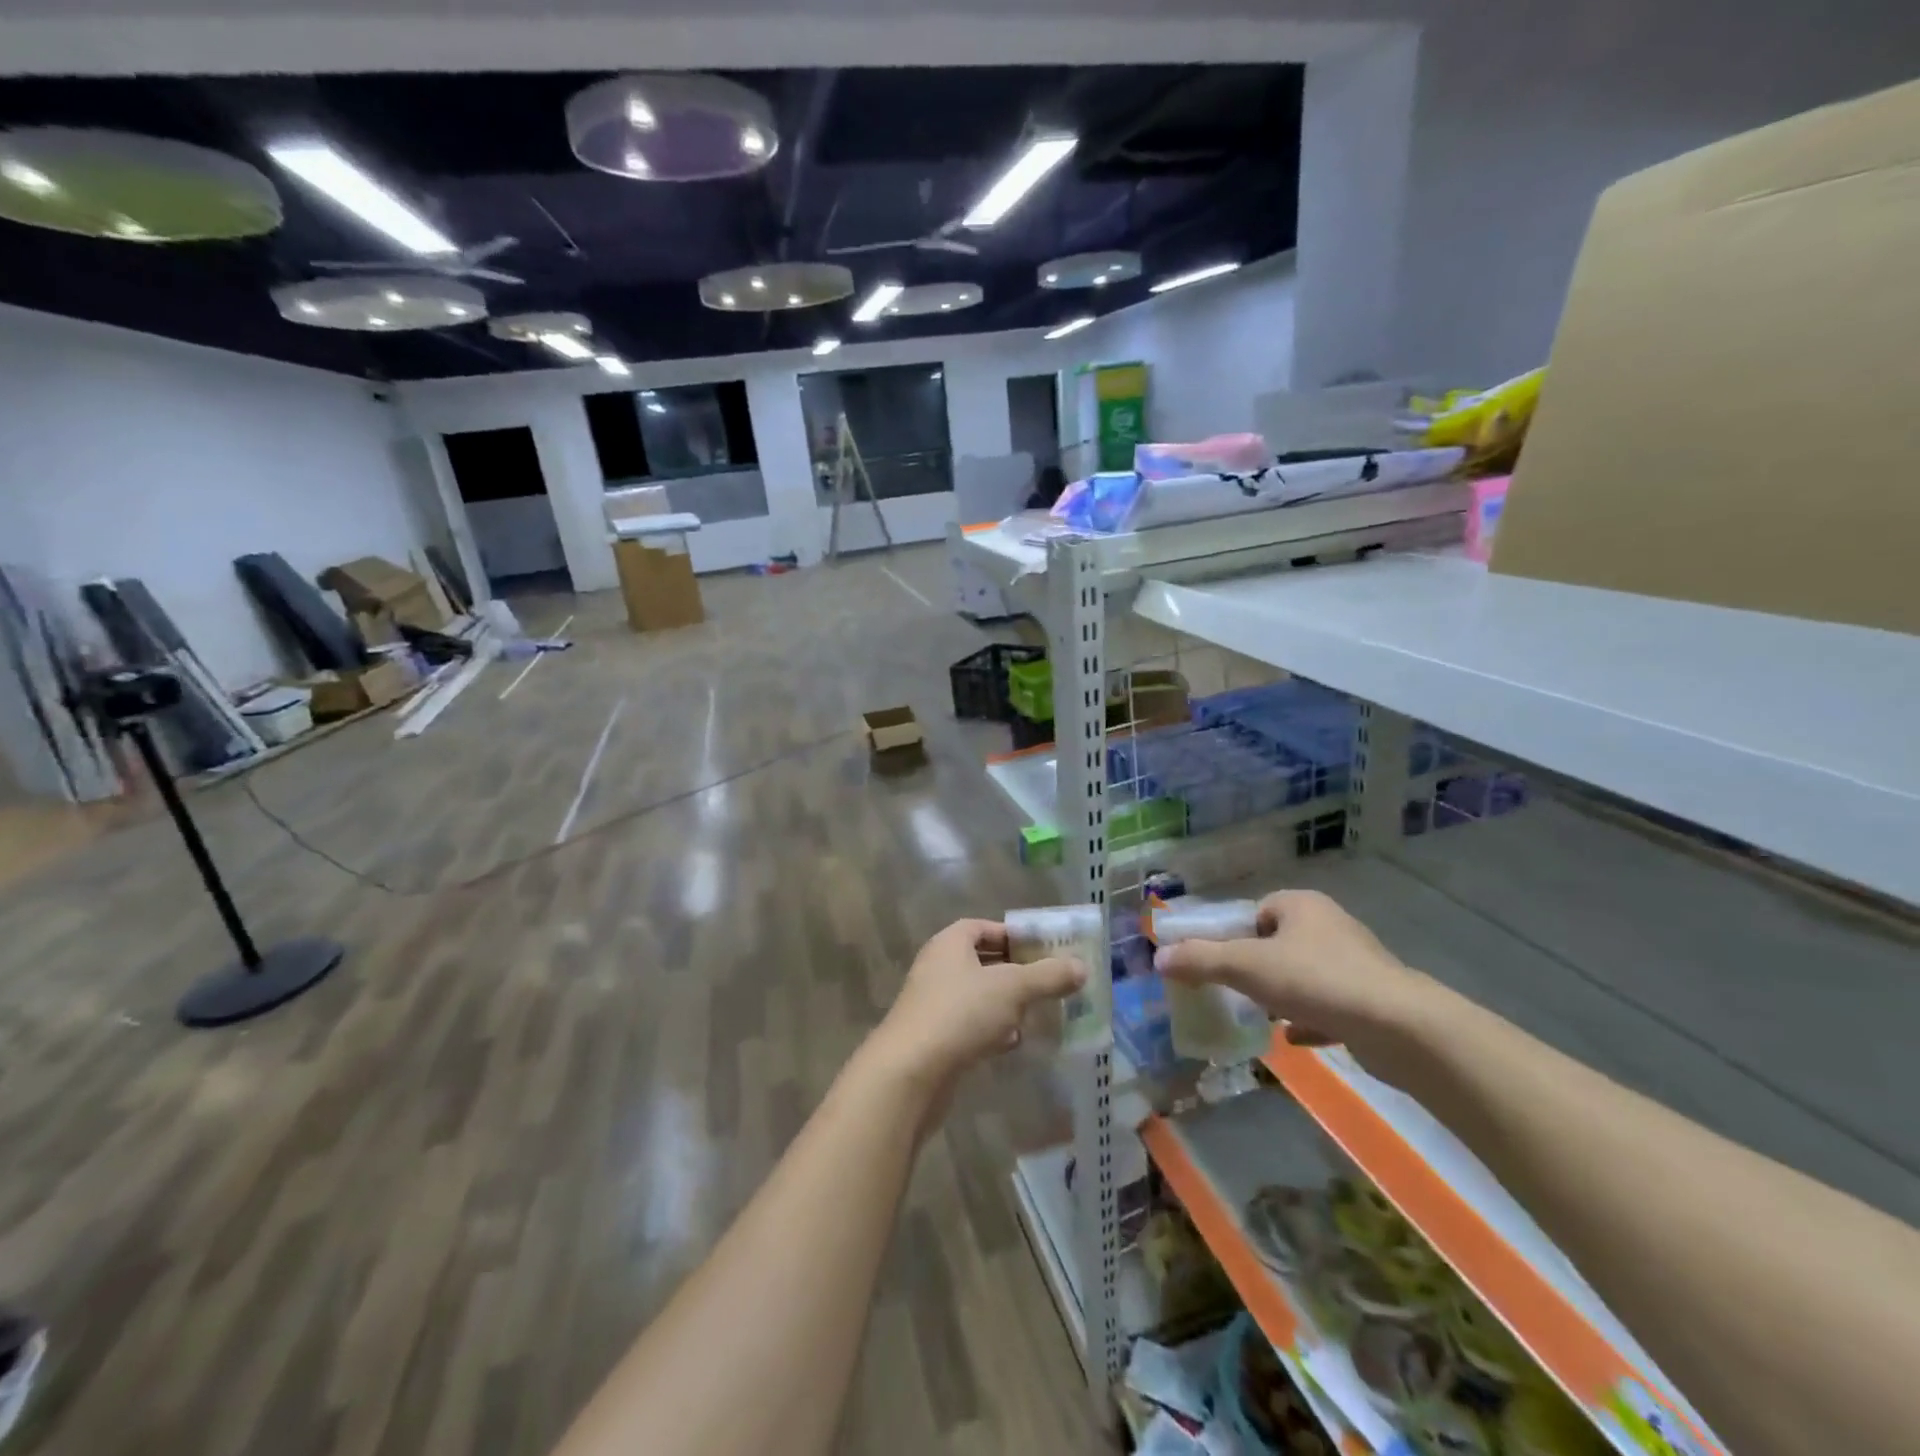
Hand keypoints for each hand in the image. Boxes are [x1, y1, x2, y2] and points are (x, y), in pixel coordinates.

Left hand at [869, 919, 1085, 1092]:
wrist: (910, 1072)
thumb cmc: (961, 1013)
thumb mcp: (1012, 988)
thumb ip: (1048, 976)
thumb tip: (1081, 967)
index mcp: (949, 944)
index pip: (982, 928)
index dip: (1012, 935)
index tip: (1042, 949)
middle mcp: (938, 968)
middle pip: (982, 962)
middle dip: (1015, 972)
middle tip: (1048, 982)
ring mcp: (933, 1004)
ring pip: (978, 996)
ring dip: (1006, 1004)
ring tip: (1036, 1013)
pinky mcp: (935, 1038)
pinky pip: (969, 1025)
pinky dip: (991, 1030)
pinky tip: (1012, 1042)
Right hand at [1155, 890, 1438, 1071]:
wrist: (1399, 1028)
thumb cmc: (1315, 981)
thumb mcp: (1246, 967)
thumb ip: (1200, 960)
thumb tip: (1159, 957)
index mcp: (1301, 905)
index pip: (1255, 910)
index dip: (1232, 934)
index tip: (1216, 962)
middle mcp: (1330, 926)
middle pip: (1277, 943)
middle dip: (1254, 967)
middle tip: (1232, 990)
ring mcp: (1355, 964)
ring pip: (1303, 975)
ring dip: (1279, 994)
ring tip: (1257, 1016)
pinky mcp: (1371, 1001)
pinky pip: (1327, 1005)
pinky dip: (1307, 1019)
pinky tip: (1292, 1038)